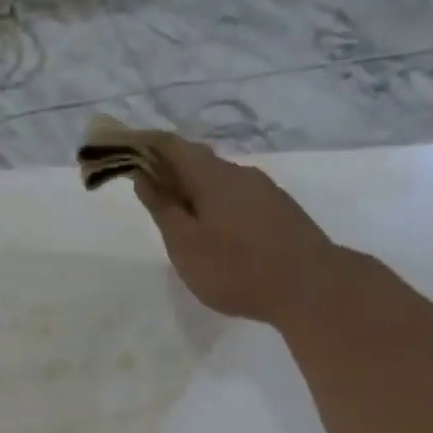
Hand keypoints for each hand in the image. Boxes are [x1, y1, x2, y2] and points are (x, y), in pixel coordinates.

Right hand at [132, 136, 332, 322]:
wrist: (309, 287)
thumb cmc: (236, 268)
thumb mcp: (185, 245)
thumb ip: (163, 209)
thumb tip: (144, 177)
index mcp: (212, 177)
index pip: (172, 146)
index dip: (145, 146)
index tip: (123, 155)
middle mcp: (241, 174)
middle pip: (197, 162)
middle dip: (169, 172)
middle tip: (148, 197)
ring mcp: (265, 191)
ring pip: (219, 182)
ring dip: (194, 193)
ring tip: (179, 223)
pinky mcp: (279, 211)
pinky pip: (237, 199)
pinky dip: (215, 207)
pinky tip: (214, 235)